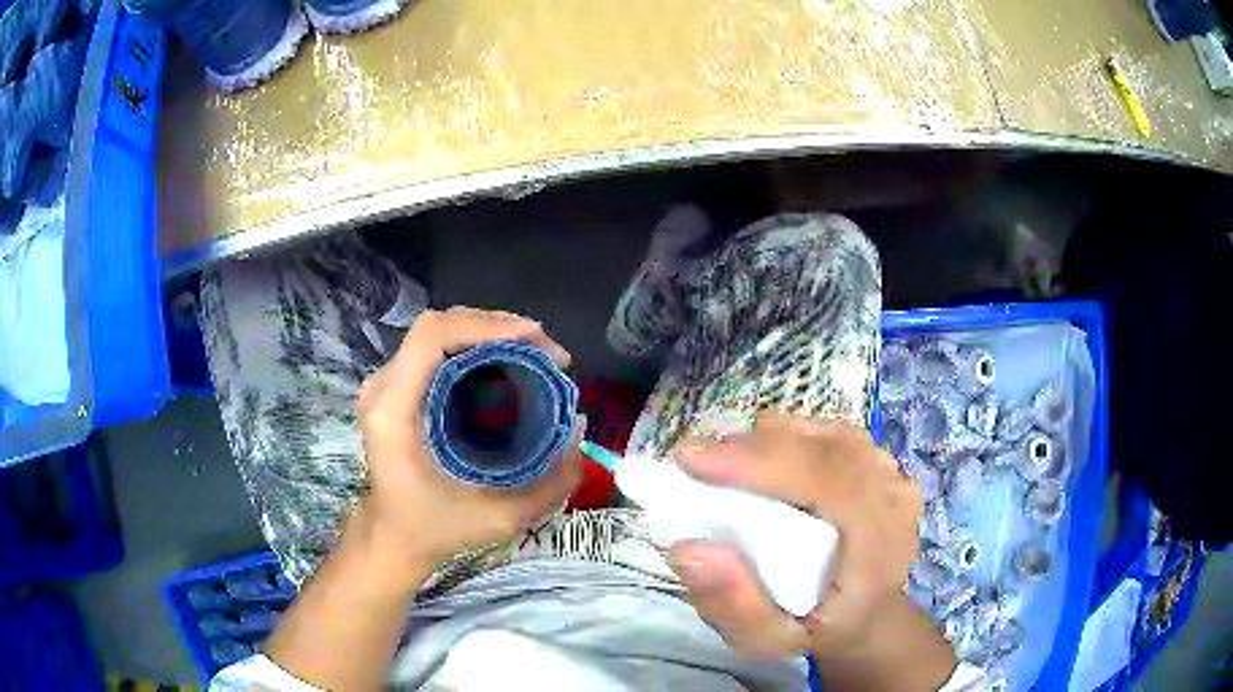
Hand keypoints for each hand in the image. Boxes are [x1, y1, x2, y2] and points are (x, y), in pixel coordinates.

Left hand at [351, 307, 583, 588]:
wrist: (392, 538)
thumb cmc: (436, 529)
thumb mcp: (501, 518)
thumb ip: (551, 483)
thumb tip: (579, 428)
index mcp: (394, 411)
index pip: (433, 337)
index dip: (487, 326)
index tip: (537, 338)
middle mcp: (384, 387)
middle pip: (438, 326)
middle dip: (498, 327)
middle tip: (547, 352)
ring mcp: (386, 385)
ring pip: (439, 333)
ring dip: (489, 334)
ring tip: (534, 354)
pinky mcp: (396, 388)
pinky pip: (437, 350)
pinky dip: (476, 348)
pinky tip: (506, 365)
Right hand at [667, 414, 923, 659]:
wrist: (867, 616)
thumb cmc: (816, 629)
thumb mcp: (767, 640)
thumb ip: (731, 604)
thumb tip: (687, 548)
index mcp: (877, 547)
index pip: (828, 480)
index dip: (761, 461)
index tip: (694, 459)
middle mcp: (894, 500)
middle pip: (825, 447)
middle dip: (753, 447)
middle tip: (696, 461)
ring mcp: (893, 475)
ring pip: (826, 433)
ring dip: (771, 441)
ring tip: (727, 464)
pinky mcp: (882, 464)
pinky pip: (832, 434)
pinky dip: (791, 438)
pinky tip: (765, 459)